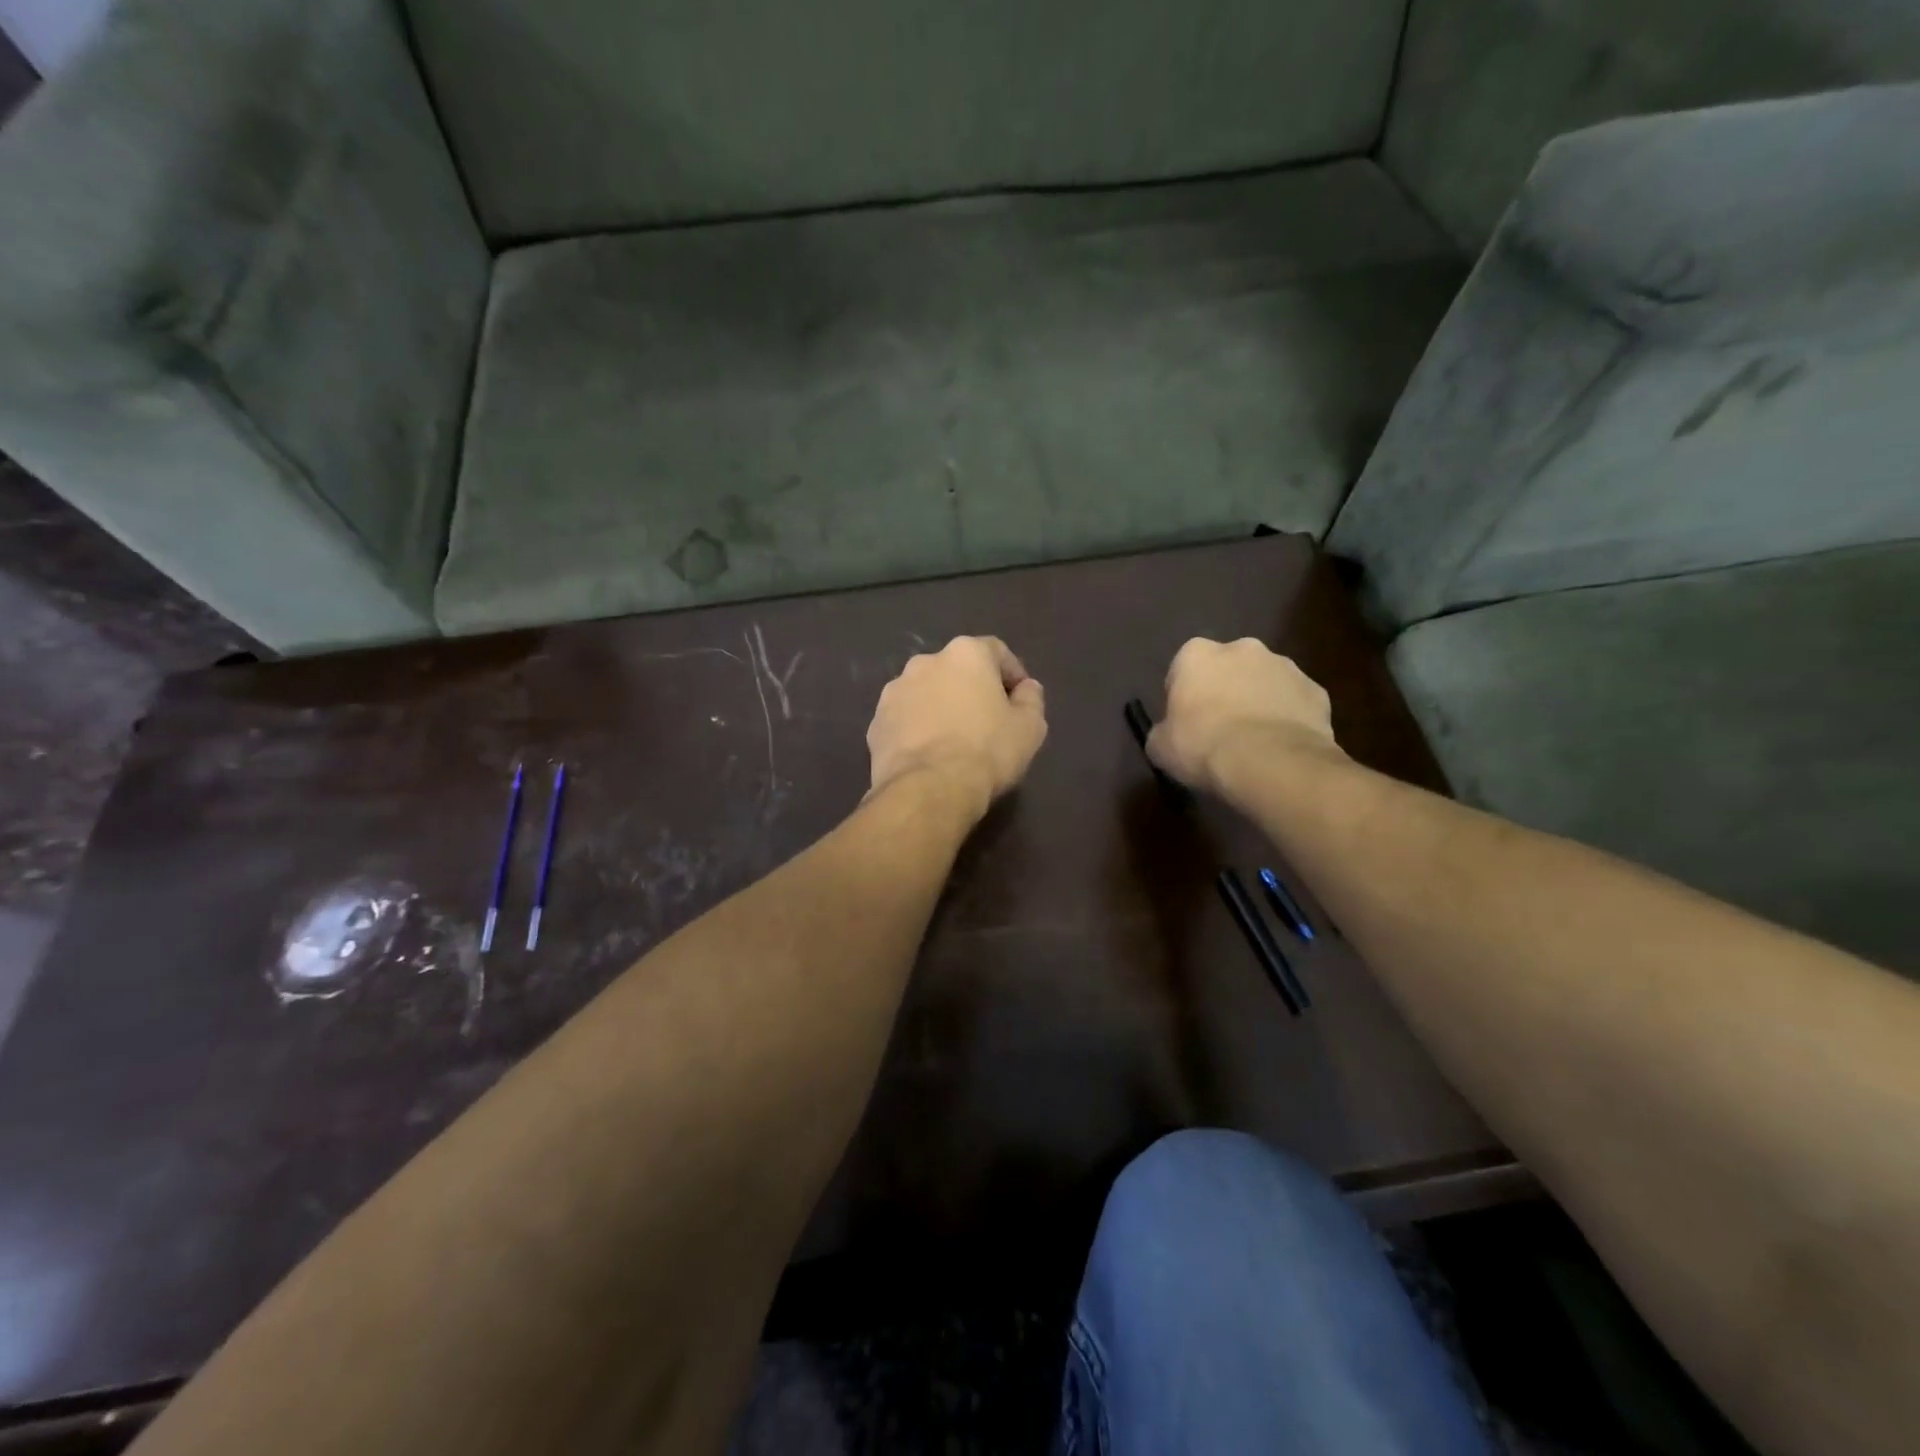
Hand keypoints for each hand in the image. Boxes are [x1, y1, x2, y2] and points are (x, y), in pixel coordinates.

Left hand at [867, 637, 1047, 816]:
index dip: (1012, 674)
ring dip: (940, 707)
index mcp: (965, 654)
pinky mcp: (876, 723)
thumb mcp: (1029, 728)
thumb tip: (1026, 688)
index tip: (1020, 699)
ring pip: (926, 693)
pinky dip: (917, 729)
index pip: (996, 651)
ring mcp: (894, 692)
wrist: (928, 789)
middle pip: (956, 670)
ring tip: (953, 740)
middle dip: (971, 689)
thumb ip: (1031, 700)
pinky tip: (929, 755)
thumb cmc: (987, 751)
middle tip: (987, 720)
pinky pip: (905, 720)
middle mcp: (925, 662)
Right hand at [1147, 638, 1342, 796]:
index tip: (1186, 723)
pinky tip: (1281, 747)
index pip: (1183, 669)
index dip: (1184, 696)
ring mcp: (1285, 666)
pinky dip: (1289, 719)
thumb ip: (1163, 731)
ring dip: (1258, 702)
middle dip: (1225, 691)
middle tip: (1220, 730)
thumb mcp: (1160, 747)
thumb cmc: (1203, 746)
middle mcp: (1242, 648)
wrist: (1269, 763)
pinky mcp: (1317, 691)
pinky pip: (1295, 703)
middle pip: (1228, 668)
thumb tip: (1169, 735)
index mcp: (1197, 654)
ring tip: (1254, 742)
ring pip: (1265, 682)